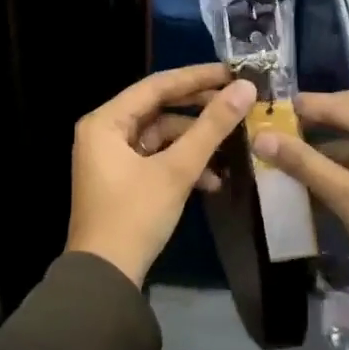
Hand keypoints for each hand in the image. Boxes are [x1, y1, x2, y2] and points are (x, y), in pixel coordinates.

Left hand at [66, 65, 258, 286]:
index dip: (196, 77)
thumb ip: (211, 127)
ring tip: (231, 150)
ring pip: (161, 137)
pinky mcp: (122, 179)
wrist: (105, 277)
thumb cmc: (135, 216)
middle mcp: (103, 132)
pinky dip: (182, 165)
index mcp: (105, 122)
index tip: (232, 72)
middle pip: (159, 109)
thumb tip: (245, 89)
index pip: (156, 86)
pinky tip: (212, 181)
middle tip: (238, 104)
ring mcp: (111, 157)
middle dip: (199, 112)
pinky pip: (156, 159)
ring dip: (194, 145)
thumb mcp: (176, 170)